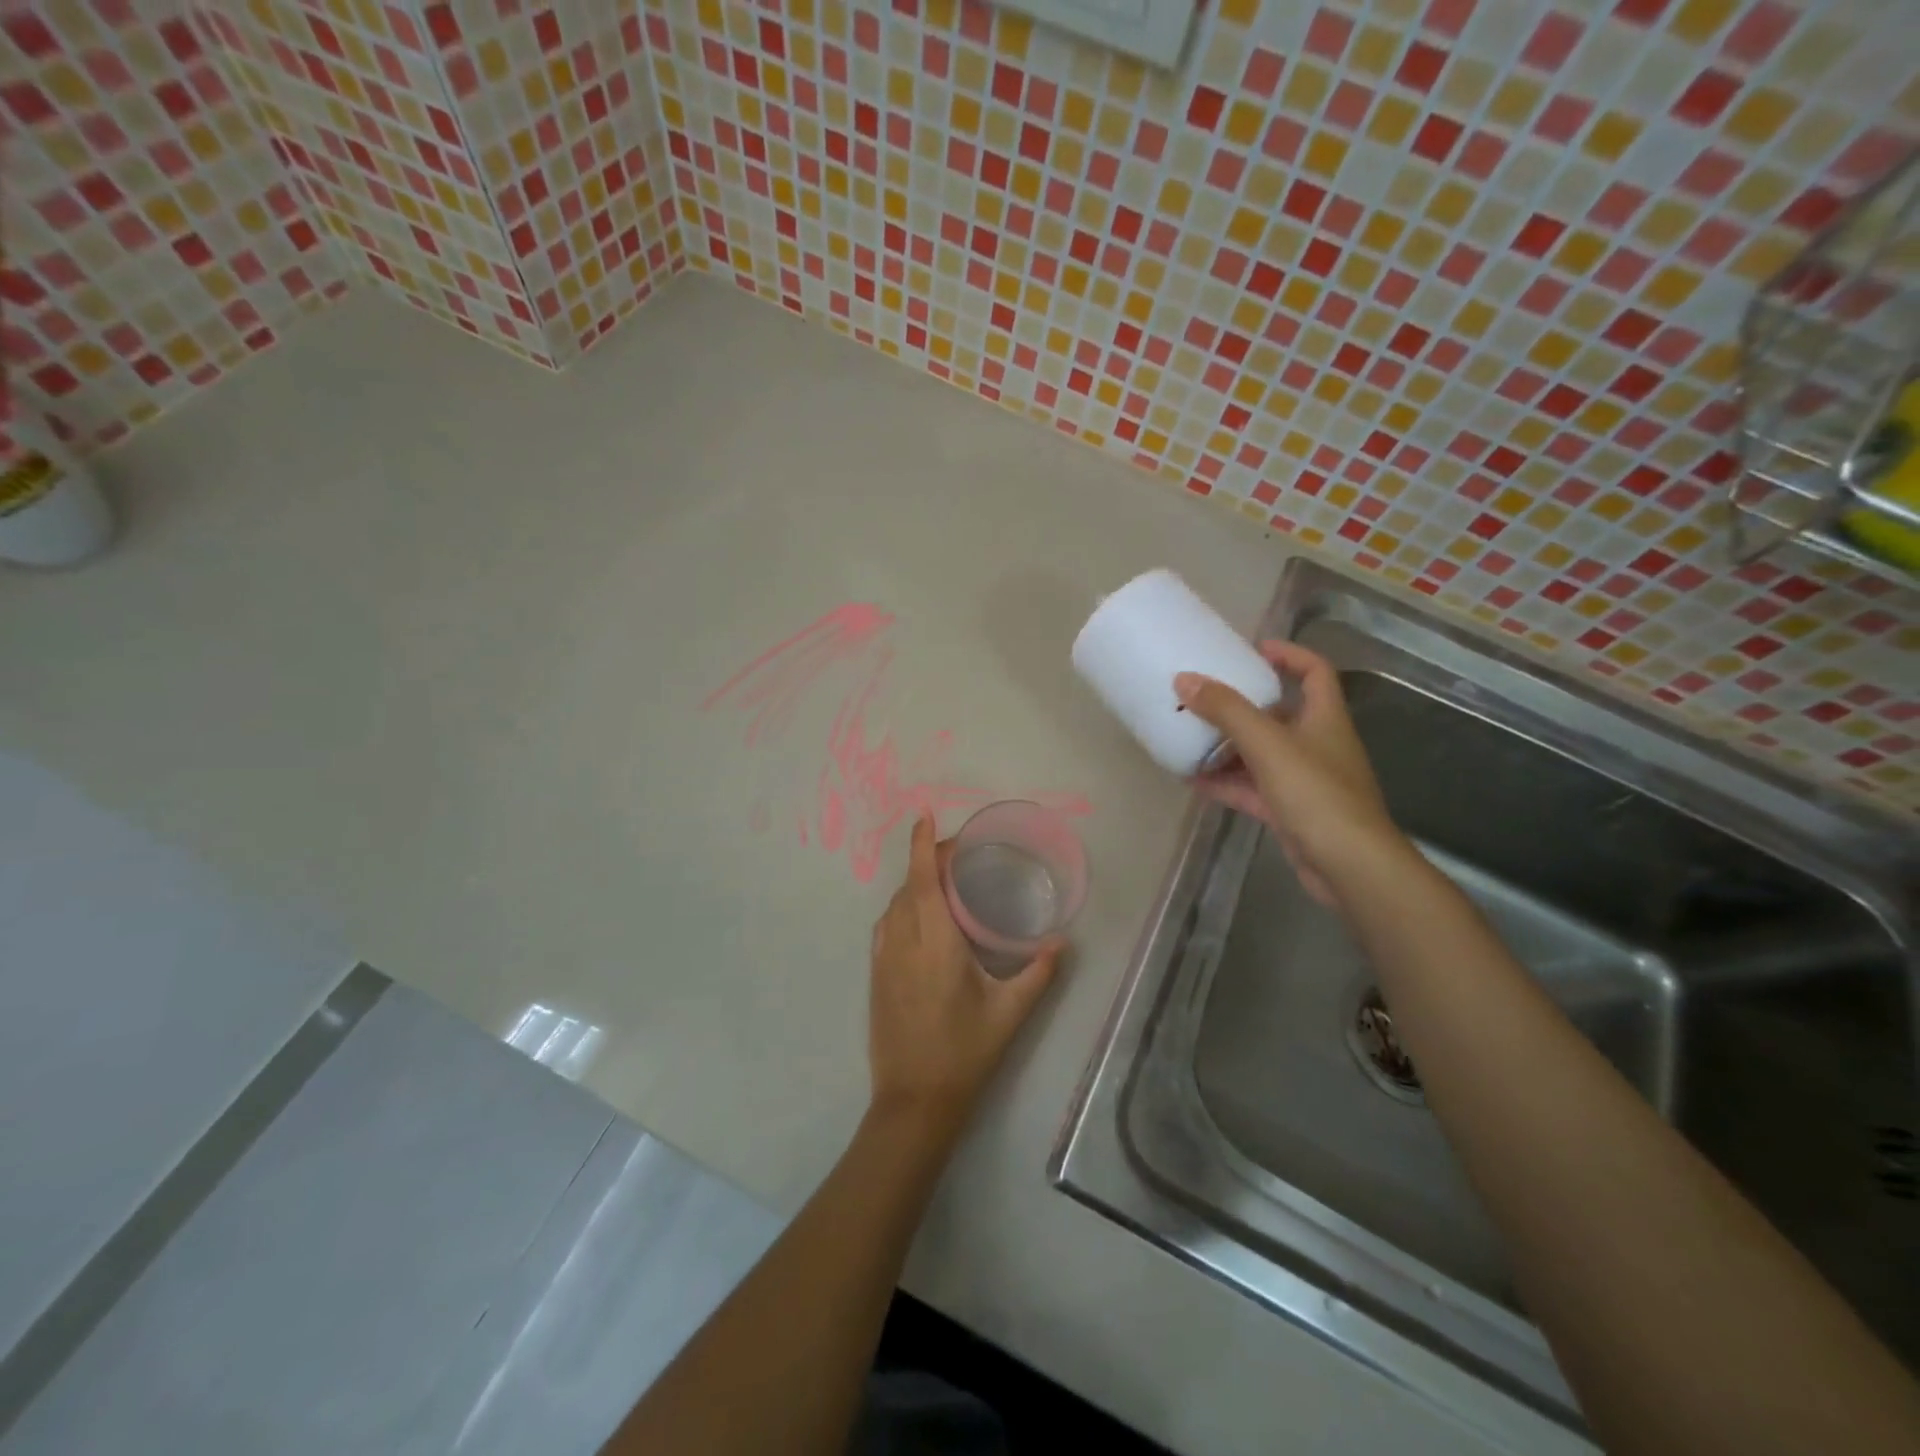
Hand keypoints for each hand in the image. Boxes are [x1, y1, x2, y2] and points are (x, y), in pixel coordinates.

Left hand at [867, 812, 1064, 1138]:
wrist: (913, 1101)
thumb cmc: (964, 1053)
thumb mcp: (1009, 1014)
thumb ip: (1038, 973)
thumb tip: (1063, 942)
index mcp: (935, 943)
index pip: (923, 880)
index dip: (921, 845)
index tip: (923, 815)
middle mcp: (903, 941)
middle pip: (908, 886)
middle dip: (926, 859)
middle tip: (956, 851)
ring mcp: (884, 959)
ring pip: (894, 905)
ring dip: (913, 883)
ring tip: (941, 878)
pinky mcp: (876, 975)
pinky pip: (887, 925)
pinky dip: (902, 906)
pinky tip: (921, 916)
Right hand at [1175, 641, 1401, 907]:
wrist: (1348, 865)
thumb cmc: (1316, 793)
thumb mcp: (1267, 744)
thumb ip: (1226, 710)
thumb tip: (1185, 679)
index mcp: (1324, 718)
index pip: (1314, 671)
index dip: (1288, 654)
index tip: (1252, 650)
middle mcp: (1317, 744)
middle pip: (1279, 713)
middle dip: (1242, 704)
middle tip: (1204, 695)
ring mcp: (1303, 780)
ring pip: (1260, 753)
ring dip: (1226, 746)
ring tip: (1188, 735)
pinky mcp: (1289, 810)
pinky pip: (1251, 787)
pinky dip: (1224, 781)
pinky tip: (1191, 779)